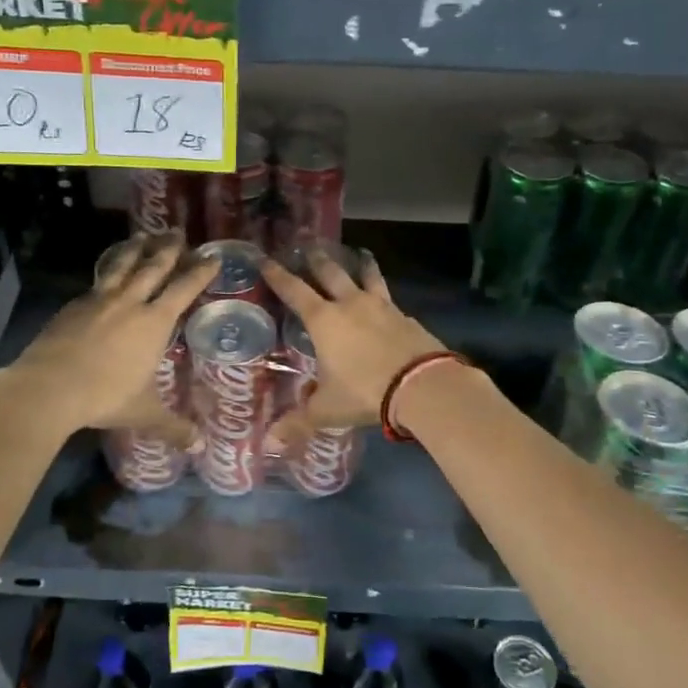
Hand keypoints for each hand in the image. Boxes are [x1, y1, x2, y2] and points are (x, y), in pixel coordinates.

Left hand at [1, 233, 215, 442]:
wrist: (48, 387)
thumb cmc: (104, 397)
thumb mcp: (143, 412)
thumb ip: (172, 426)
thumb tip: (199, 447)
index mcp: (154, 322)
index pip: (184, 288)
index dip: (199, 271)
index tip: (212, 256)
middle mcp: (130, 303)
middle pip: (153, 267)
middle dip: (169, 249)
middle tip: (178, 232)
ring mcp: (98, 300)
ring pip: (122, 265)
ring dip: (136, 249)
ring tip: (143, 236)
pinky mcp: (72, 306)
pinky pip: (97, 281)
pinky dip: (108, 272)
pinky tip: (107, 275)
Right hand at [259, 247, 446, 447]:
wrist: (423, 385)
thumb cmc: (365, 392)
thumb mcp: (327, 409)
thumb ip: (299, 421)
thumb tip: (270, 442)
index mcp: (324, 320)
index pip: (294, 290)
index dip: (277, 274)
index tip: (264, 258)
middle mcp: (350, 304)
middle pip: (331, 272)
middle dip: (316, 259)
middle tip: (309, 244)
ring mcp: (382, 306)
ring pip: (367, 276)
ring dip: (360, 264)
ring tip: (359, 252)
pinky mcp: (406, 316)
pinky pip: (389, 299)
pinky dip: (382, 295)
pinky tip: (384, 301)